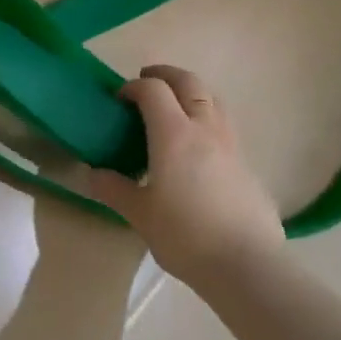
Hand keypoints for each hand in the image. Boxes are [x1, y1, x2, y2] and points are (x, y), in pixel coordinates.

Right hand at [86, 65, 283, 287]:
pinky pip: (224, 125)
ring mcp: (231, 144)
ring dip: (191, 92)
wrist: (247, 264)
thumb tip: (93, 175)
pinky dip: (207, 118)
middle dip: (166, 75)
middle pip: (189, 82)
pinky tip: (197, 146)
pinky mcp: (247, 164)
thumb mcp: (140, 214)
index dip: (133, 87)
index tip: (119, 99)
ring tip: (174, 107)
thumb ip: (115, 189)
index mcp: (174, 134)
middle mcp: (205, 129)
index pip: (153, 90)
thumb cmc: (185, 235)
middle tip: (147, 81)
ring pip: (213, 99)